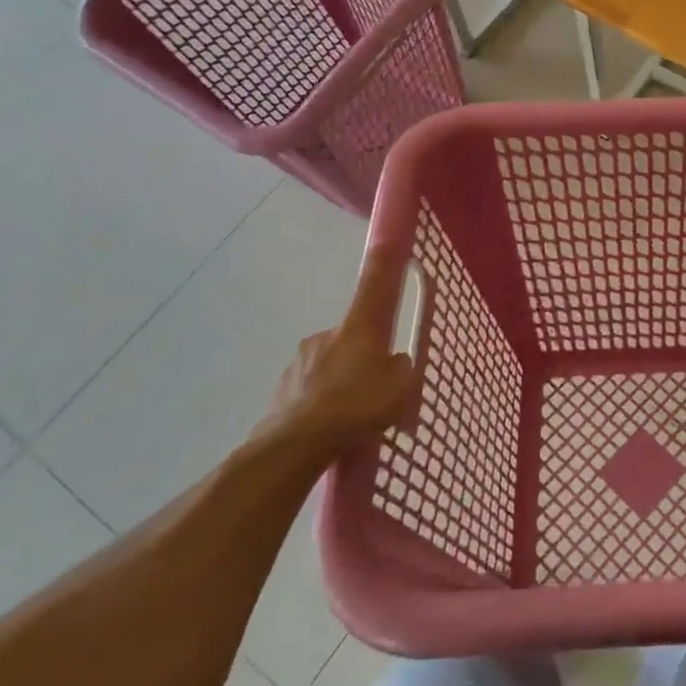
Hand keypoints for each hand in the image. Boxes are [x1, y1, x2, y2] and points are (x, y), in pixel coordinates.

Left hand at [260, 253, 418, 460]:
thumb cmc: (358, 406)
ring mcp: (300, 360)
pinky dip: (321, 402)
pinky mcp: (282, 388)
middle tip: (375, 388)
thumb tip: (395, 362)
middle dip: (362, 355)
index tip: (385, 242)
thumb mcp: (401, 387)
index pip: (375, 287)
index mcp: (359, 328)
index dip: (383, 264)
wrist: (297, 443)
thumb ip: (403, 368)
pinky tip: (329, 427)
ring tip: (350, 417)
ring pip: (329, 364)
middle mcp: (327, 334)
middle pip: (353, 336)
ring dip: (340, 381)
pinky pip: (311, 390)